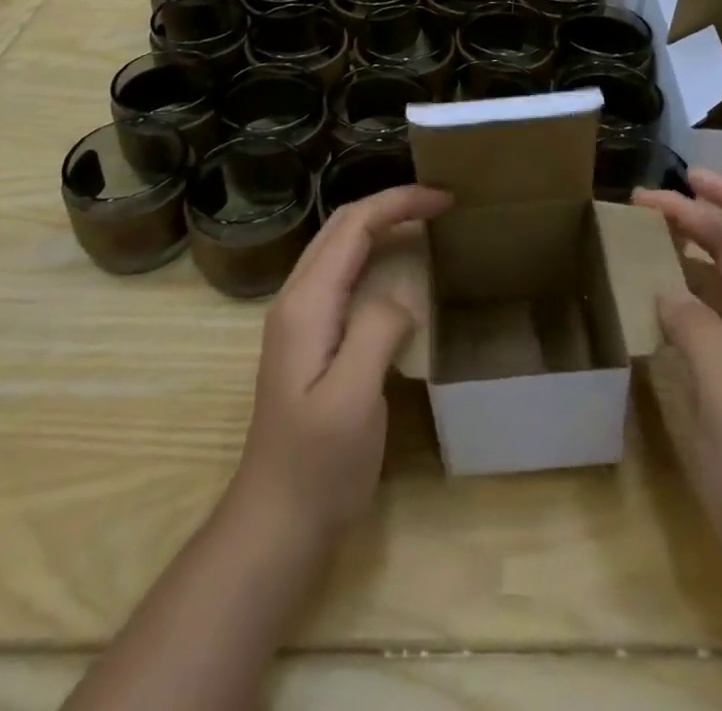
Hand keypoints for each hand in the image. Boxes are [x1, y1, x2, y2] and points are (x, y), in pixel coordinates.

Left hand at [231, 183, 451, 542]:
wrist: (276, 521)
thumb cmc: (318, 465)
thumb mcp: (353, 399)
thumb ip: (375, 331)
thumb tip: (401, 296)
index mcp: (306, 303)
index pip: (353, 225)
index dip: (398, 203)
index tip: (445, 199)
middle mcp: (298, 298)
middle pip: (343, 226)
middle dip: (391, 204)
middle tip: (442, 204)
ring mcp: (300, 318)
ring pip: (341, 247)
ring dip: (382, 224)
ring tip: (427, 224)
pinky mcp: (311, 338)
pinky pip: (345, 275)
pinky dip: (376, 254)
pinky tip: (400, 269)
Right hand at [635, 168, 721, 591]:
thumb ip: (701, 340)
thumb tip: (665, 287)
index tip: (690, 177)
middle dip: (696, 216)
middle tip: (639, 204)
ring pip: (719, 281)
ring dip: (684, 248)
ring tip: (638, 236)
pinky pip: (702, 317)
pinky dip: (675, 290)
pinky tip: (645, 296)